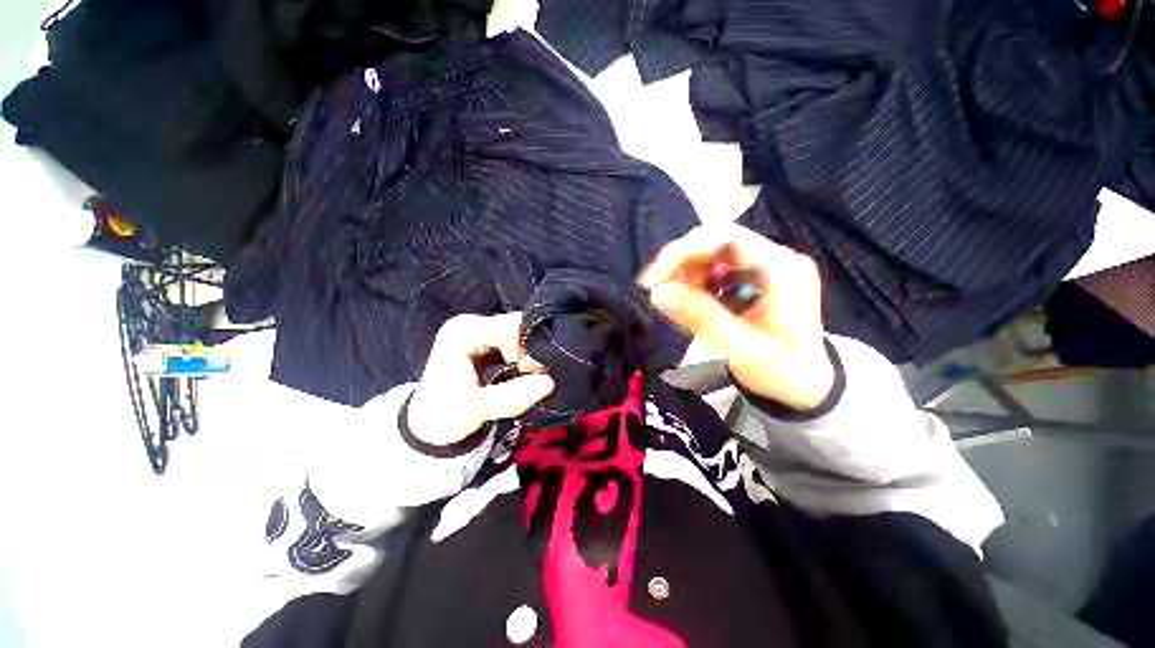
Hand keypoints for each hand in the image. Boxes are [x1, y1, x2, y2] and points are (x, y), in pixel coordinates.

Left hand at [407, 313, 555, 446]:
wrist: (430, 430)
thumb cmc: (444, 418)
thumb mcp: (476, 409)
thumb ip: (512, 396)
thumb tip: (549, 382)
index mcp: (463, 331)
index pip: (509, 327)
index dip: (525, 348)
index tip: (528, 373)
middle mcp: (471, 325)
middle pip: (516, 327)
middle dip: (529, 351)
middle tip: (532, 375)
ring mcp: (479, 333)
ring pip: (518, 335)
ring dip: (528, 356)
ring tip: (528, 376)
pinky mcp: (486, 345)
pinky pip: (514, 344)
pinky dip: (523, 359)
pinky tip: (522, 373)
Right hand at [640, 225, 834, 410]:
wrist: (808, 385)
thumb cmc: (782, 371)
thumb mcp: (741, 349)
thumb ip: (701, 318)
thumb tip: (657, 294)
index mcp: (781, 270)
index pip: (724, 239)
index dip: (683, 252)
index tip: (653, 280)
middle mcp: (775, 258)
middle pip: (716, 241)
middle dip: (681, 264)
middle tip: (659, 292)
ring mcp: (766, 265)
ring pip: (712, 252)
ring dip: (686, 273)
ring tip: (676, 301)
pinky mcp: (756, 276)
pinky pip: (716, 267)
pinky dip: (696, 281)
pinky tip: (691, 300)